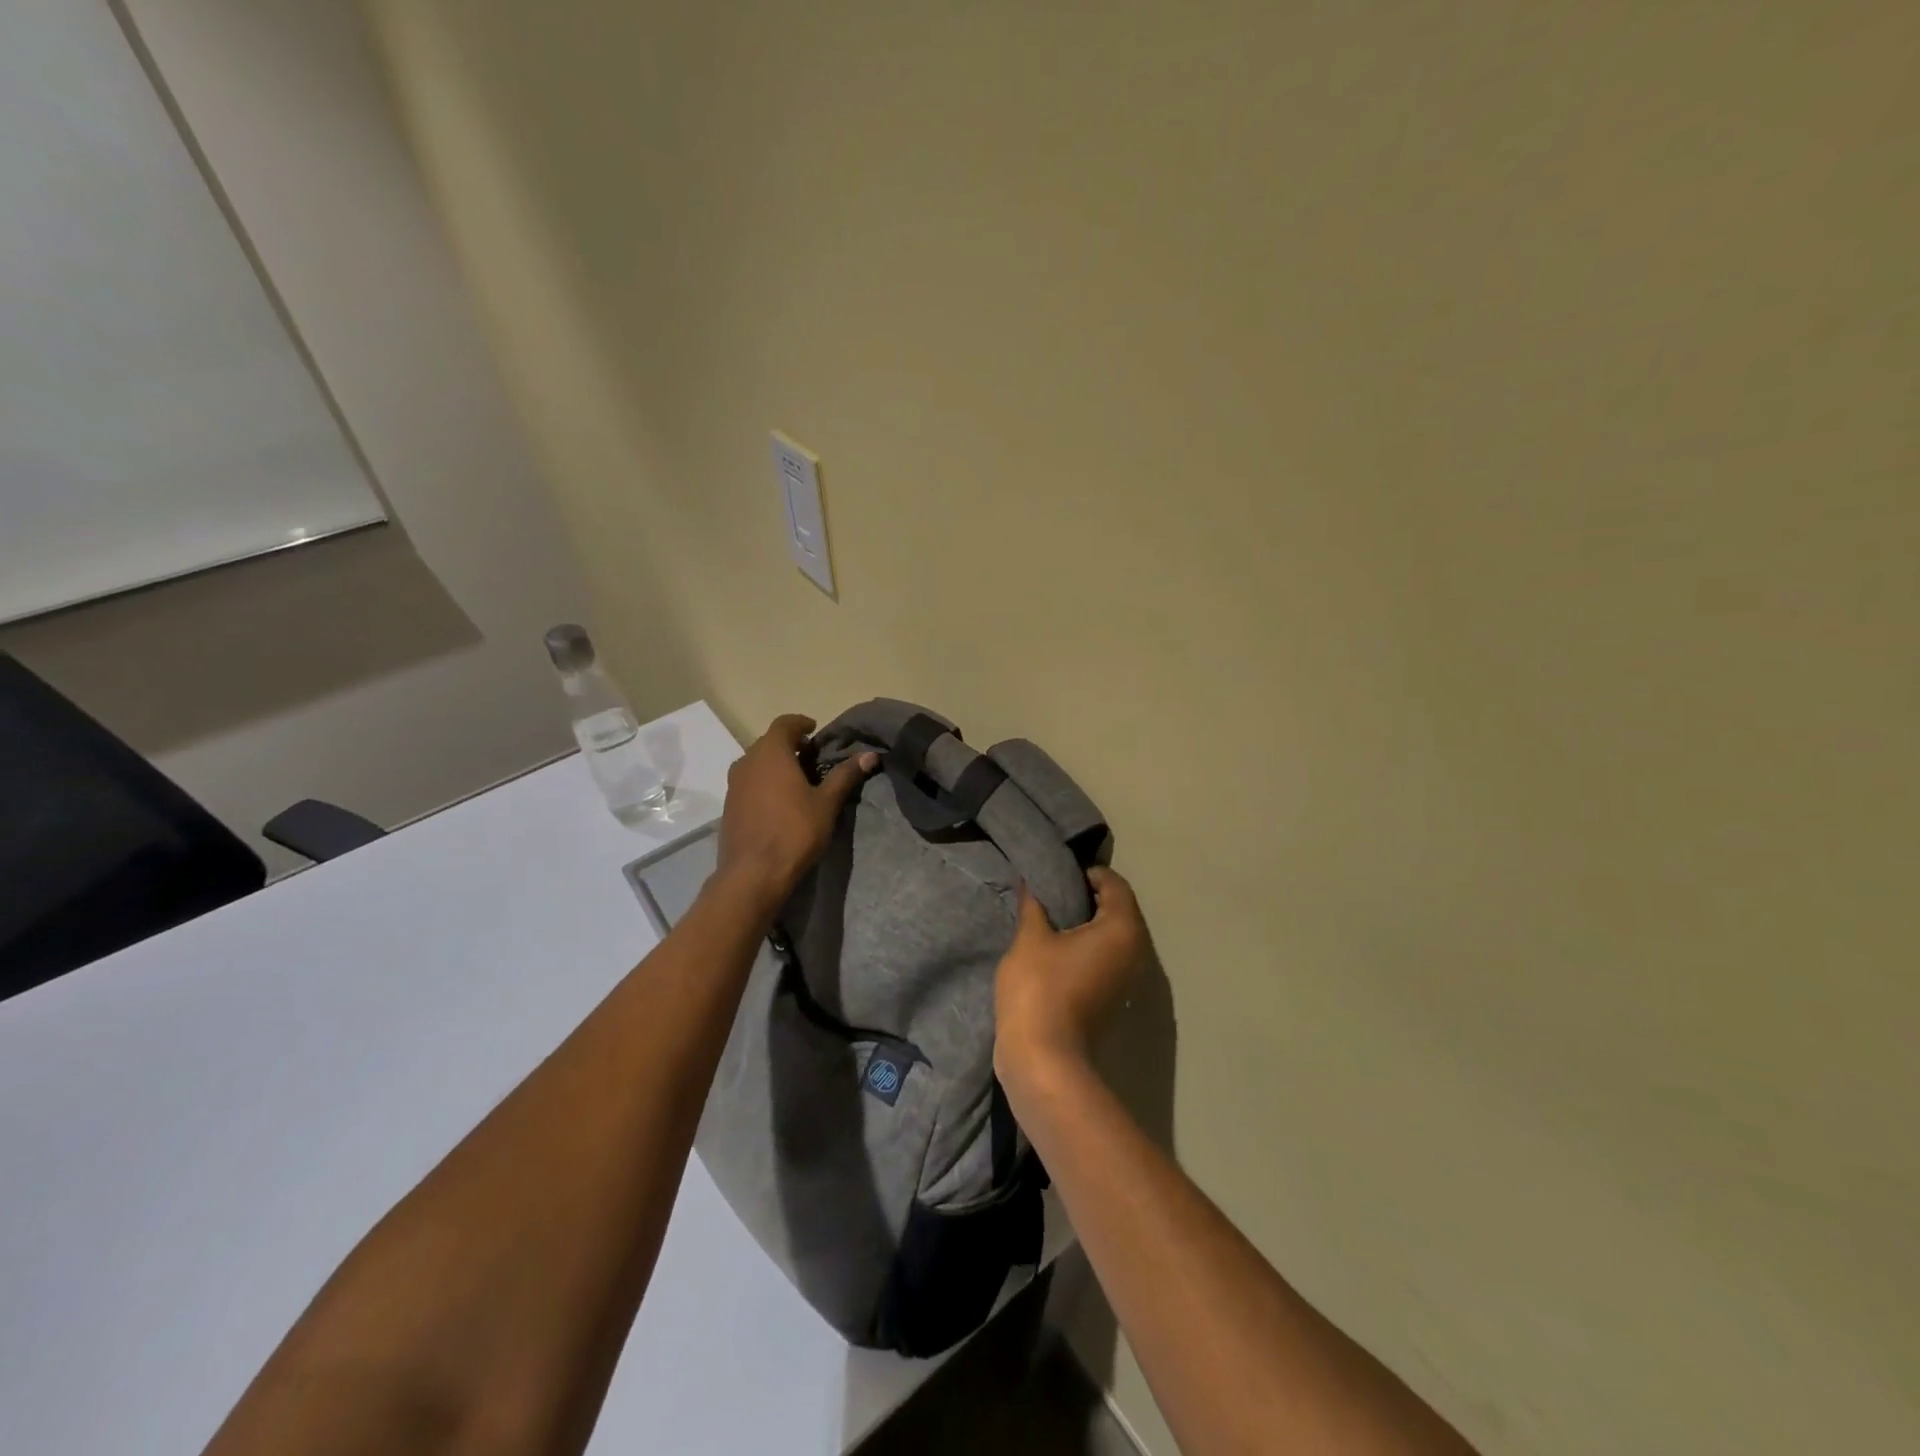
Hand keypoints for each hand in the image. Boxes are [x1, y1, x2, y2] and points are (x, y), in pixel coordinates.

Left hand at [716, 715, 876, 910]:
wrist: (753, 874)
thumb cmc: (794, 832)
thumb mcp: (826, 803)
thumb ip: (845, 775)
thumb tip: (870, 755)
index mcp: (771, 753)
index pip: (784, 723)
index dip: (801, 723)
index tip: (815, 730)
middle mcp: (747, 761)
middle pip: (769, 742)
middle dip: (790, 745)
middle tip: (812, 757)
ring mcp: (733, 784)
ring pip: (756, 763)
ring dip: (776, 764)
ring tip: (797, 780)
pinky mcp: (728, 805)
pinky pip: (749, 782)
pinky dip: (764, 782)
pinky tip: (779, 802)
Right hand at [994, 867, 1148, 1082]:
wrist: (1044, 1060)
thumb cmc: (1040, 989)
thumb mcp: (1030, 938)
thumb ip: (1034, 905)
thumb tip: (1031, 882)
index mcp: (1122, 930)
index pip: (1115, 885)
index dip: (1088, 873)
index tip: (1057, 874)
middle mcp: (1136, 952)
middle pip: (1118, 910)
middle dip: (1088, 897)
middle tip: (1052, 893)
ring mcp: (1127, 980)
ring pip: (1112, 938)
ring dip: (1086, 925)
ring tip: (1051, 919)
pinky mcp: (1114, 1000)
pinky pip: (1106, 959)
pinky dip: (1087, 948)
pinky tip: (1056, 949)